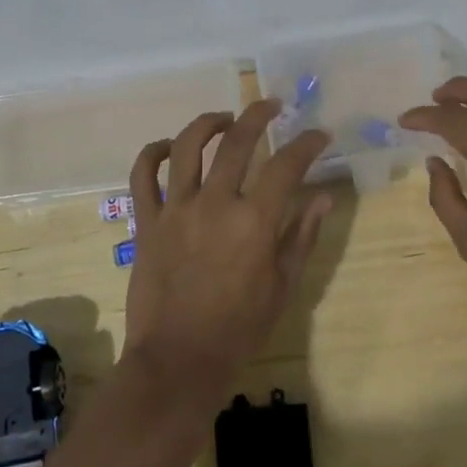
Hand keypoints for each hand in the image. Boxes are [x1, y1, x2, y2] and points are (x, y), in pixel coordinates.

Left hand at [122, 100, 332, 401]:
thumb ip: (302, 236)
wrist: (178, 361)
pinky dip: (153, 153)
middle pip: (237, 142)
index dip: (307, 143)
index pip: (287, 165)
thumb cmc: (239, 330)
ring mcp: (175, 209)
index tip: (319, 134)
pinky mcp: (146, 221)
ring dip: (208, 123)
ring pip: (187, 146)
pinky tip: (168, 148)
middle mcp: (214, 203)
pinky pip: (143, 174)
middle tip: (272, 106)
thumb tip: (323, 197)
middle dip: (259, 115)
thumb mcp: (282, 287)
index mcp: (254, 222)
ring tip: (225, 118)